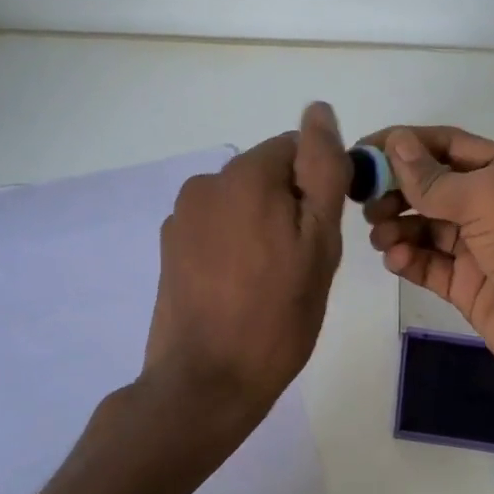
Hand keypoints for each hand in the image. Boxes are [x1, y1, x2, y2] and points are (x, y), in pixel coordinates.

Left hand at [143, 102, 350, 420]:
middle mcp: (205, 184)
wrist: (207, 382)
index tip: (322, 235)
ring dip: (263, 229)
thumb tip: (318, 110)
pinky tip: (240, 290)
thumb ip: (322, 171)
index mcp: (243, 175)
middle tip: (301, 266)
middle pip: (267, 177)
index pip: (296, 150)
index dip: (318, 188)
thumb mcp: (319, 242)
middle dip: (289, 209)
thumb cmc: (276, 316)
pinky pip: (217, 231)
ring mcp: (181, 219)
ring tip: (270, 283)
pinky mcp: (170, 250)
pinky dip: (235, 248)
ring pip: (243, 205)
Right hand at [360, 125, 493, 402]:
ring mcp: (480, 248)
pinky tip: (397, 259)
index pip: (447, 145)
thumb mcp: (488, 196)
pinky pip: (428, 265)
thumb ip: (434, 177)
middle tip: (366, 202)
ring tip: (380, 235)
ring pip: (425, 227)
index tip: (362, 151)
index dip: (404, 144)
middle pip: (431, 187)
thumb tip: (395, 143)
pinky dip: (408, 259)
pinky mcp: (467, 287)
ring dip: (397, 226)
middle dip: (396, 190)